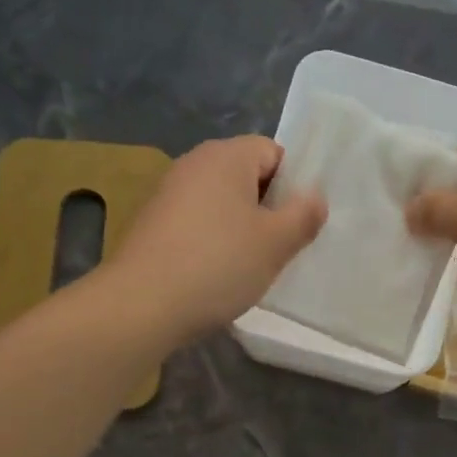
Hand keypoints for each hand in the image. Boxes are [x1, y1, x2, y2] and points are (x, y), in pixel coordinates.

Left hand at [108, 136, 325, 343]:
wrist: (141, 304)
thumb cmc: (218, 264)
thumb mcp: (275, 243)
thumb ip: (303, 215)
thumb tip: (314, 197)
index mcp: (226, 156)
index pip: (273, 151)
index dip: (293, 184)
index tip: (299, 222)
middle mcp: (194, 164)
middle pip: (246, 176)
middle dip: (268, 208)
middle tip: (281, 247)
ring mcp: (168, 194)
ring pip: (222, 203)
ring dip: (241, 229)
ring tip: (251, 265)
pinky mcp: (152, 224)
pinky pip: (198, 223)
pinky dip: (213, 242)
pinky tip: (217, 275)